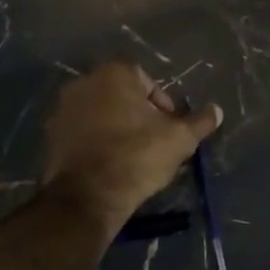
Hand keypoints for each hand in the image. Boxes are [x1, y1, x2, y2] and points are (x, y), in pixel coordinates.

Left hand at [42, 61, 221, 230]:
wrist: (89, 196)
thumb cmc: (138, 157)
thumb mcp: (179, 140)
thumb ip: (199, 122)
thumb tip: (217, 111)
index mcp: (115, 73)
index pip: (148, 81)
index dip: (164, 106)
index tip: (170, 130)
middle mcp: (83, 82)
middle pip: (122, 96)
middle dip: (138, 116)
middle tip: (154, 144)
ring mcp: (62, 109)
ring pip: (100, 114)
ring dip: (116, 129)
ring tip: (132, 157)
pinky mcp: (51, 135)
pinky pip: (82, 133)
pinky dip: (96, 143)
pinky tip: (109, 165)